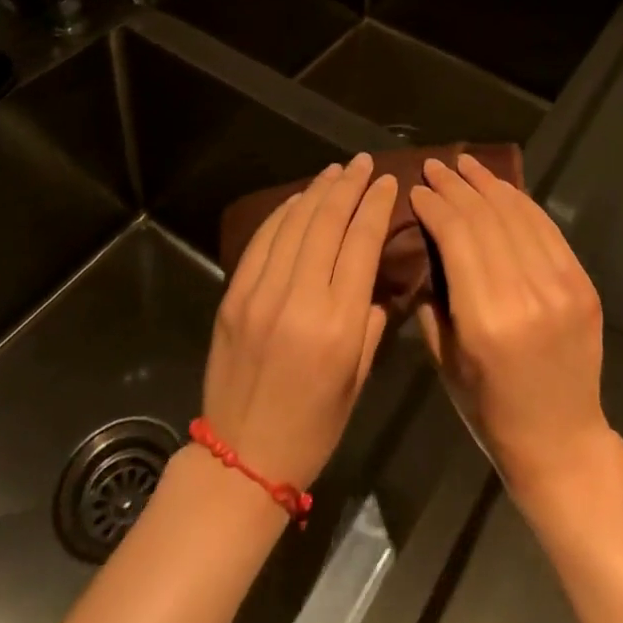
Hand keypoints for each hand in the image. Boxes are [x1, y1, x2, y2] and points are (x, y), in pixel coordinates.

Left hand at [201, 152, 399, 489]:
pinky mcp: (234, 295)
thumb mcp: (358, 379)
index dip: (376, 205)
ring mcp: (261, 293)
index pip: (361, 243)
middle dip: (349, 185)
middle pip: (328, 222)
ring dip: (318, 190)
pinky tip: (299, 199)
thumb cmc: (313, 427)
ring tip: (336, 171)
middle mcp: (299, 299)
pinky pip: (263, 240)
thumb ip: (371, 320)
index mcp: (338, 324)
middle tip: (364, 162)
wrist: (240, 460)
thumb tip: (374, 275)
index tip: (388, 181)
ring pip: (295, 223)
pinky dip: (284, 213)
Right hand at [411, 153, 617, 502]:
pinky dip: (520, 202)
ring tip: (464, 163)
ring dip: (487, 182)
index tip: (416, 189)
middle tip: (434, 165)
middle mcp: (525, 293)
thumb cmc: (489, 409)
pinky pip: (546, 228)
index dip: (434, 204)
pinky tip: (500, 188)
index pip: (456, 235)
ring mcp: (560, 285)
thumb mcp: (444, 359)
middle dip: (455, 185)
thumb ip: (430, 297)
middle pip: (485, 216)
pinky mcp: (582, 283)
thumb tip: (422, 241)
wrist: (562, 441)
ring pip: (517, 213)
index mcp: (486, 318)